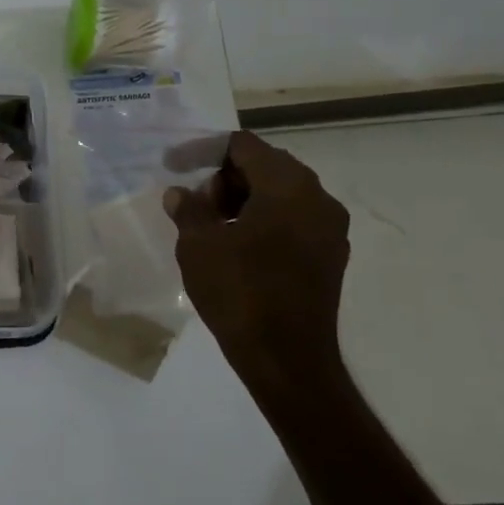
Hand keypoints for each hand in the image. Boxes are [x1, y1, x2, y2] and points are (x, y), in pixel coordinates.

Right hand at [162, 131, 350, 398]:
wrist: (286, 358)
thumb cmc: (239, 291)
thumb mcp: (199, 244)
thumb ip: (188, 208)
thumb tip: (181, 193)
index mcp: (288, 185)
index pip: (243, 146)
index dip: (203, 150)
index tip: (173, 164)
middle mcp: (318, 198)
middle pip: (266, 165)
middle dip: (224, 176)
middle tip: (193, 200)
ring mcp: (329, 228)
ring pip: (281, 193)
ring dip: (243, 198)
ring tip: (210, 223)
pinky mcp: (330, 255)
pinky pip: (293, 219)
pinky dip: (263, 219)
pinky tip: (236, 243)